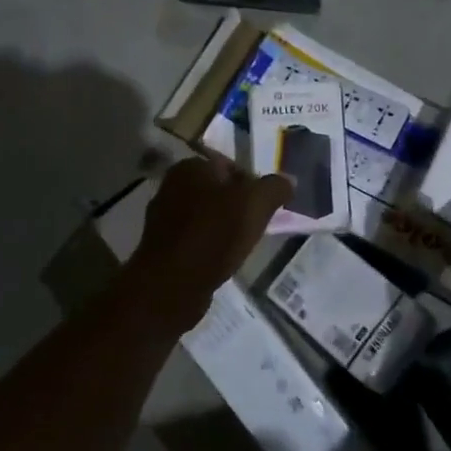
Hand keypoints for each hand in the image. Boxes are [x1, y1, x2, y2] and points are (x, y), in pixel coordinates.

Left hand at [124, 155, 292, 315]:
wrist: (172, 285)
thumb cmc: (214, 234)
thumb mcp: (256, 204)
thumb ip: (275, 188)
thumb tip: (289, 181)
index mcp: (190, 166)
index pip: (230, 165)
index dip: (252, 184)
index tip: (266, 206)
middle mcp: (171, 185)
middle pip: (217, 191)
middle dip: (238, 205)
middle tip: (257, 225)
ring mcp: (163, 216)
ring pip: (206, 215)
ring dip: (224, 227)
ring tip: (242, 244)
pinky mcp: (161, 245)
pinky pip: (195, 238)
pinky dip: (209, 245)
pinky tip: (221, 260)